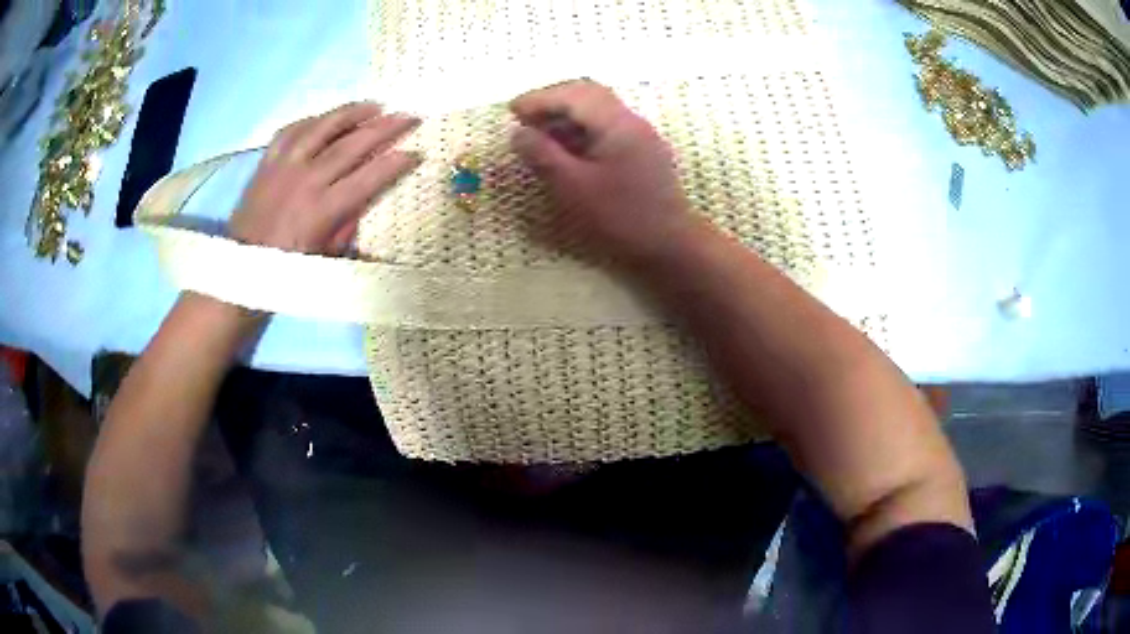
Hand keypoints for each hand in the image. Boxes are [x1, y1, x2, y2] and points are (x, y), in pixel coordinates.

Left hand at [229, 102, 421, 254]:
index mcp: (322, 210)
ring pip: (322, 128)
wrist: (242, 267)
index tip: (416, 151)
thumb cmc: (288, 268)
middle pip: (351, 145)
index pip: (367, 178)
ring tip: (374, 105)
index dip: (395, 163)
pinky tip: (326, 117)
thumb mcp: (326, 256)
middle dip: (384, 128)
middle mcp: (305, 180)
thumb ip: (348, 223)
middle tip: (408, 116)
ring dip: (351, 113)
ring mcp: (283, 166)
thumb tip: (368, 195)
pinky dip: (311, 120)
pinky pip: (290, 130)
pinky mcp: (266, 162)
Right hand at [509, 80, 694, 265]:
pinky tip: (566, 147)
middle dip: (553, 101)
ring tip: (540, 132)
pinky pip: (608, 126)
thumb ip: (543, 155)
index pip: (573, 95)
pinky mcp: (643, 151)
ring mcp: (641, 135)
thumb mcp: (573, 188)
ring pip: (599, 109)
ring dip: (567, 114)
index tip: (512, 111)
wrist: (671, 245)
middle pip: (588, 94)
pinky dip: (582, 129)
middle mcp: (632, 121)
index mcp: (617, 124)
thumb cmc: (620, 217)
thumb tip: (518, 133)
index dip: (539, 99)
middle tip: (525, 117)